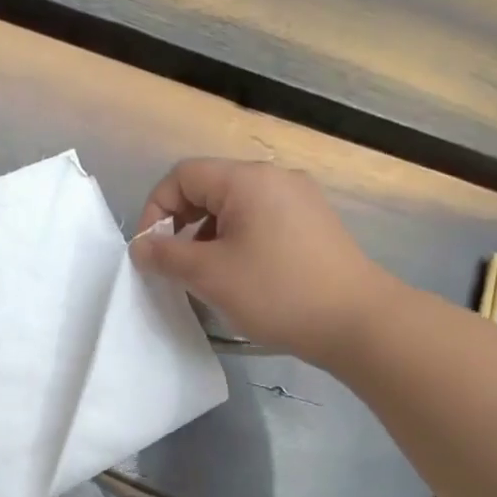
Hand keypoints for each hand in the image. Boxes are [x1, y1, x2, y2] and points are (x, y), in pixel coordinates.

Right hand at [131, 158, 396, 361]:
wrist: (355, 320)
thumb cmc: (275, 292)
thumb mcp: (209, 275)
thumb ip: (166, 256)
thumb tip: (141, 247)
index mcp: (247, 179)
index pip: (182, 176)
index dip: (155, 210)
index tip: (150, 252)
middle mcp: (274, 178)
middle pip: (208, 188)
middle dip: (180, 225)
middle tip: (174, 266)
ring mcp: (299, 200)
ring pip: (233, 208)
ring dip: (207, 237)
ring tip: (206, 277)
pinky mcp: (313, 224)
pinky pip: (259, 221)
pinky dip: (236, 242)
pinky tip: (239, 277)